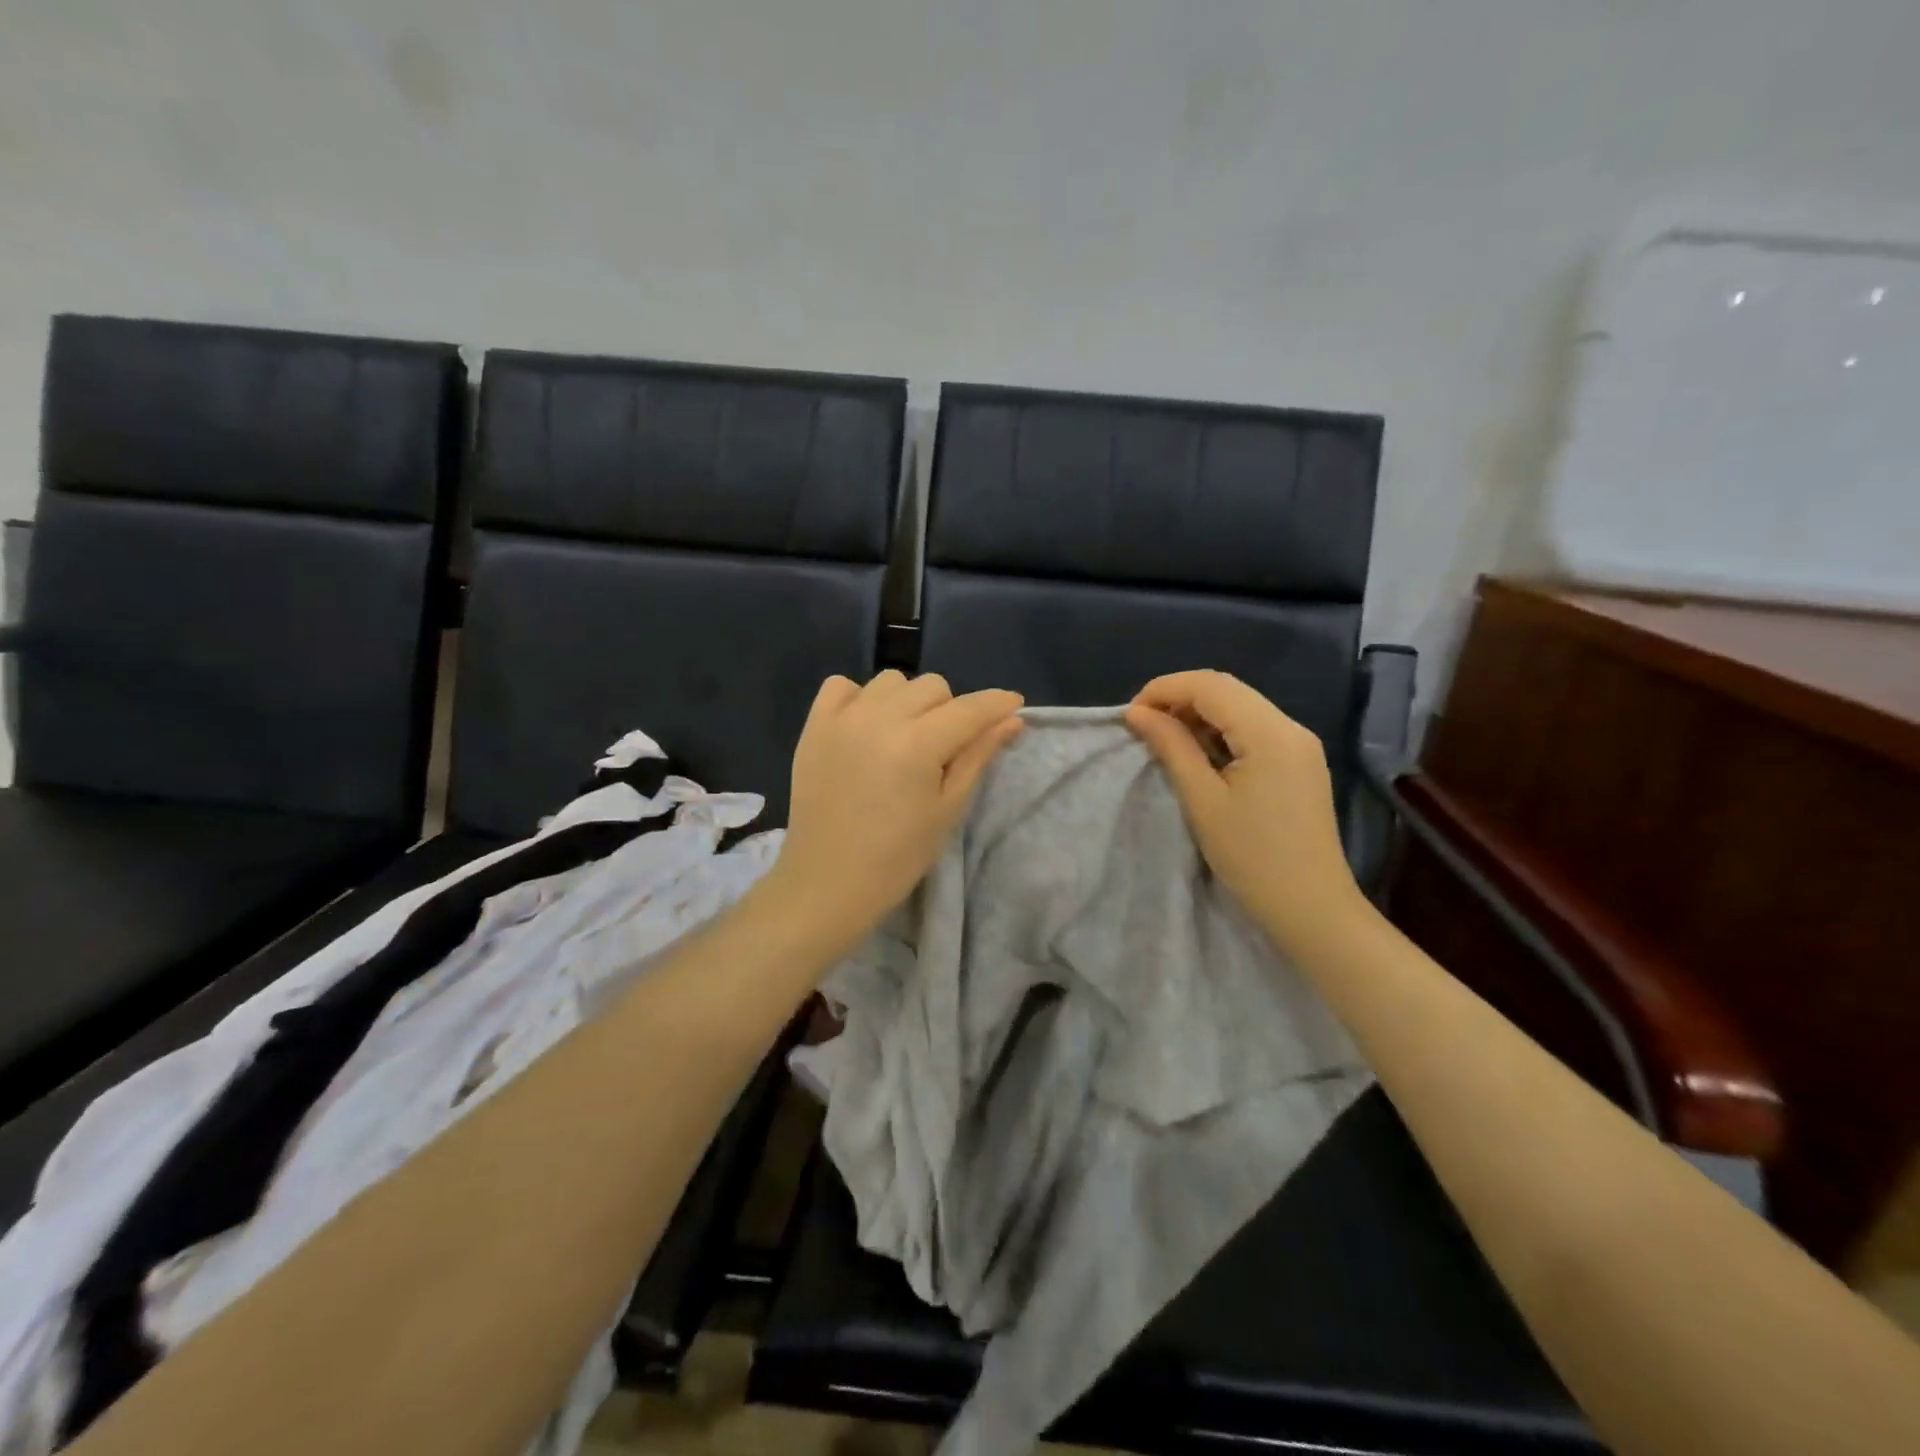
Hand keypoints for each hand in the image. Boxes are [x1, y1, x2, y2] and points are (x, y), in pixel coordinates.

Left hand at [765, 671, 1023, 954]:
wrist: (828, 881)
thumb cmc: (898, 856)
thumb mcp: (947, 809)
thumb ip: (977, 756)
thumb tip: (1011, 719)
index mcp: (918, 745)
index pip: (969, 709)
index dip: (997, 703)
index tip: (1013, 705)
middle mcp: (879, 719)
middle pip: (932, 686)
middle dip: (950, 710)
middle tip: (944, 747)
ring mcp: (842, 719)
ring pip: (891, 681)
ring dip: (907, 702)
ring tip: (903, 738)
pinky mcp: (814, 726)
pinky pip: (842, 685)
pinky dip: (860, 698)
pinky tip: (865, 727)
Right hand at [1126, 670, 1363, 957]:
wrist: (1312, 908)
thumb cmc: (1252, 858)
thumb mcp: (1203, 800)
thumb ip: (1171, 747)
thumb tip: (1137, 713)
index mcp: (1270, 732)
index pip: (1210, 685)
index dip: (1164, 689)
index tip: (1130, 715)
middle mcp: (1290, 726)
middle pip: (1226, 689)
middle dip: (1179, 697)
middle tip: (1143, 725)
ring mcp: (1299, 744)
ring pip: (1240, 705)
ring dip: (1198, 713)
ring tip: (1165, 739)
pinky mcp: (1299, 761)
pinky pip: (1254, 727)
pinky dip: (1220, 730)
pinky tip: (1199, 753)